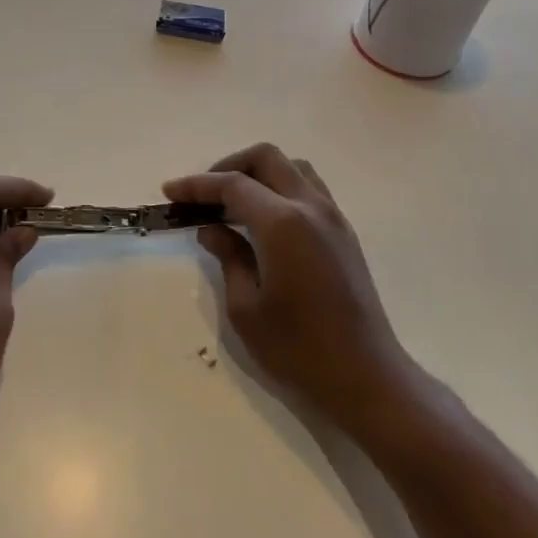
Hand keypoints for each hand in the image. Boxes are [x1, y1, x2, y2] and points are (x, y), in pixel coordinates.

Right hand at [164, 145, 407, 436]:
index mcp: (282, 223)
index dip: (197, 185)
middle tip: (203, 195)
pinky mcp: (344, 233)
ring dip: (259, 173)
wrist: (366, 378)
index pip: (233, 185)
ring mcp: (333, 217)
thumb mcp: (246, 308)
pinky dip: (280, 188)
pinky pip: (308, 188)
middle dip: (229, 166)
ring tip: (233, 204)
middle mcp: (310, 207)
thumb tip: (211, 229)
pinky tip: (263, 220)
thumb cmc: (298, 350)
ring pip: (292, 167)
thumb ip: (228, 257)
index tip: (170, 192)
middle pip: (266, 158)